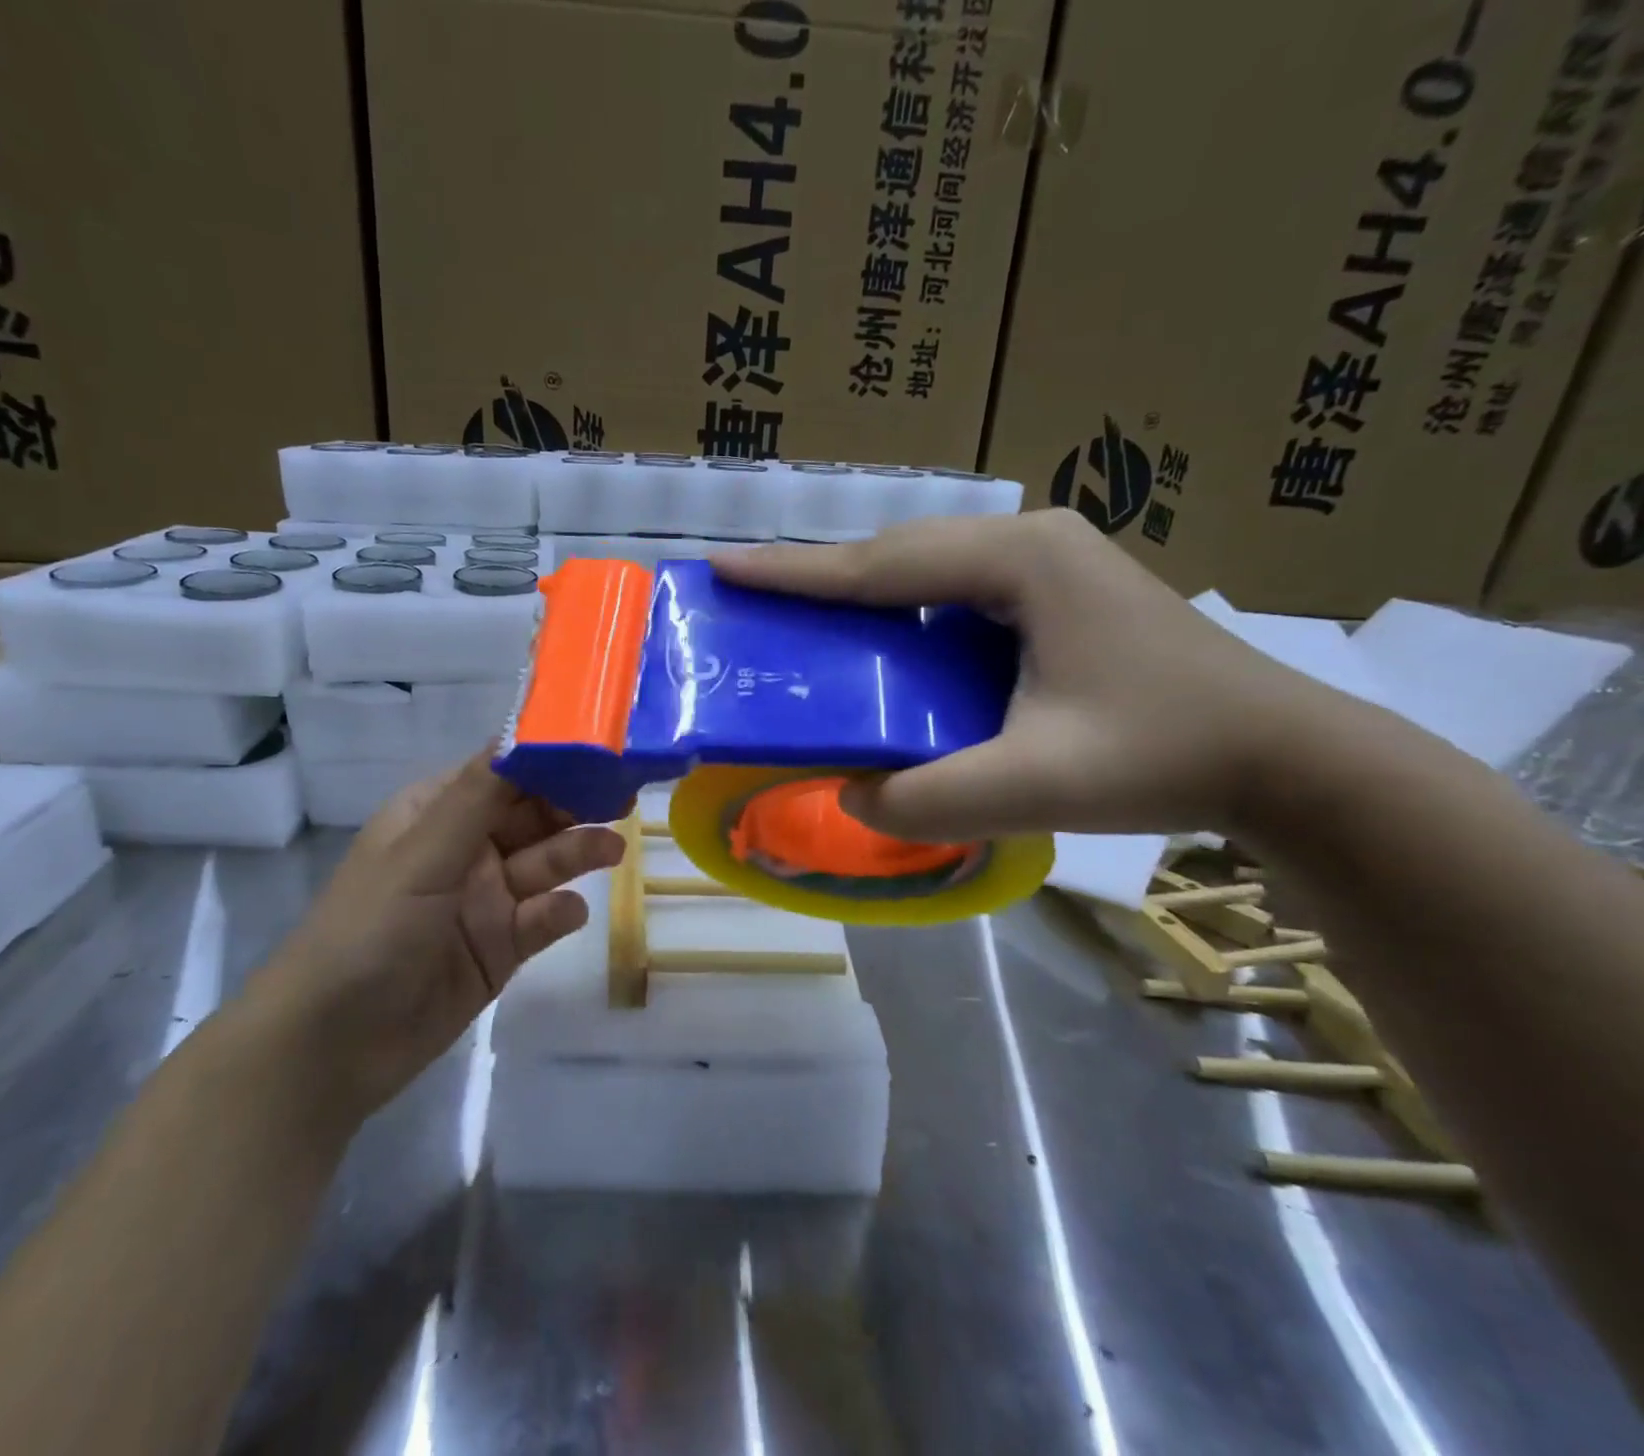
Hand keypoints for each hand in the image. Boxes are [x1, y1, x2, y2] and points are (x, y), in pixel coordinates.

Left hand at [251, 754, 622, 1114]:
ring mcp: (482, 901)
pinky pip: (539, 920)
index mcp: (435, 816)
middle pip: (530, 816)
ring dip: (575, 854)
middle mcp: (463, 850)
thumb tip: (522, 729)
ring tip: (613, 850)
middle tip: (623, 797)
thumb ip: (478, 798)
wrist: (331, 1047)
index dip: (546, 758)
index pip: (500, 772)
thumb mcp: (422, 856)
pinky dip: (558, 913)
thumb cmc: (370, 931)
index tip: (597, 747)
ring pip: (541, 865)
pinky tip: (569, 913)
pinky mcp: (498, 949)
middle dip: (572, 805)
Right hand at [715, 509, 1350, 840]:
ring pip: (928, 571)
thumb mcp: (1035, 786)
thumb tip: (849, 798)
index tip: (726, 569)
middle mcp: (1031, 542)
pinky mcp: (1061, 593)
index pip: (882, 564)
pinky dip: (907, 615)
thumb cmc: (1165, 755)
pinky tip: (887, 646)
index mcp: (1021, 562)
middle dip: (822, 577)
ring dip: (864, 593)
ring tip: (807, 621)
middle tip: (755, 598)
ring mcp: (1051, 562)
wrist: (1287, 757)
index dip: (797, 572)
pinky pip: (958, 594)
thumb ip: (927, 799)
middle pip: (900, 554)